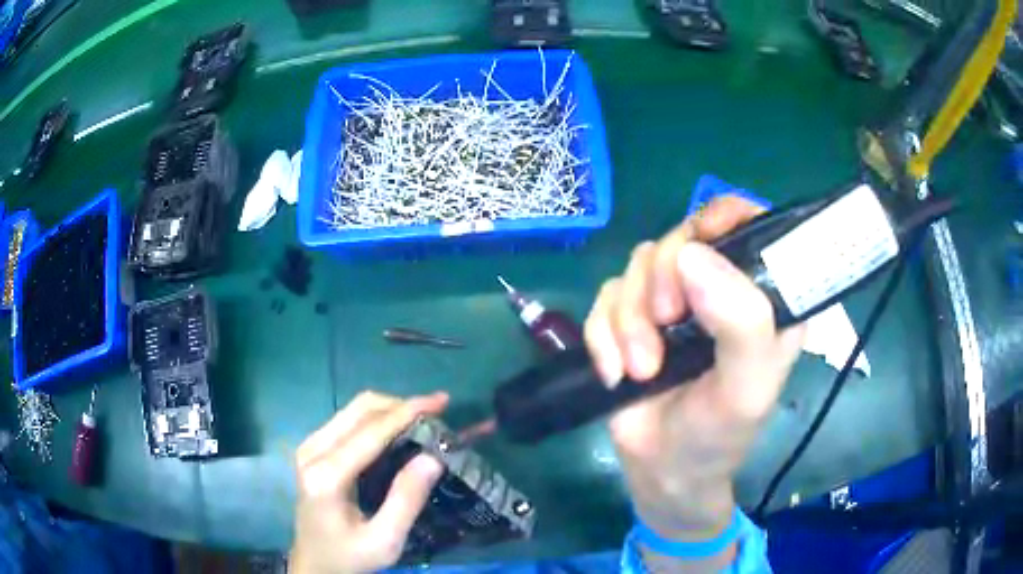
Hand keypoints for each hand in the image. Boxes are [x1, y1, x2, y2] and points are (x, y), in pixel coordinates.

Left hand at [290, 391, 447, 573]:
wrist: (314, 561)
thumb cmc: (350, 556)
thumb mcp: (384, 541)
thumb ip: (406, 500)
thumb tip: (433, 457)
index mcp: (327, 476)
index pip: (371, 432)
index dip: (408, 411)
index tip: (442, 401)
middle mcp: (312, 451)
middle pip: (360, 409)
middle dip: (402, 406)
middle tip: (438, 415)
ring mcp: (309, 446)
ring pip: (354, 409)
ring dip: (390, 410)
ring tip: (423, 422)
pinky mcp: (312, 448)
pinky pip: (348, 420)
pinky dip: (377, 419)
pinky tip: (397, 432)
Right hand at [584, 196, 804, 539]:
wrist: (662, 470)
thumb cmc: (720, 433)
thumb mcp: (748, 388)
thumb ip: (742, 324)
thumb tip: (692, 254)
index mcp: (763, 294)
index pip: (751, 223)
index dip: (723, 218)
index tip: (698, 246)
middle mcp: (719, 286)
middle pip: (684, 236)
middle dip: (663, 280)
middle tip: (665, 325)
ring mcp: (672, 299)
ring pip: (639, 264)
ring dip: (630, 319)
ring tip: (640, 370)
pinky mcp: (630, 316)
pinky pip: (605, 296)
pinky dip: (603, 335)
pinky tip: (616, 373)